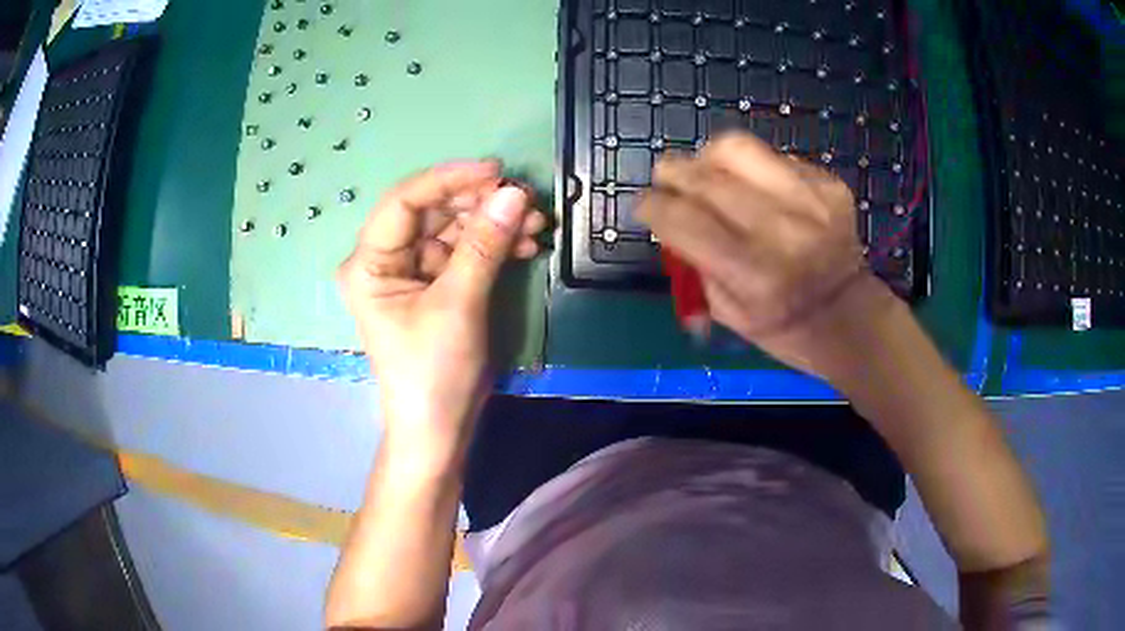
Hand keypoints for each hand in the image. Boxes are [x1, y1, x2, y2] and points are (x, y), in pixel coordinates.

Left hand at [338, 161, 544, 465]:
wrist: (440, 429)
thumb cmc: (434, 372)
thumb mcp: (458, 305)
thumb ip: (484, 245)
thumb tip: (514, 192)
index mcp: (369, 263)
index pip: (404, 202)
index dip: (449, 179)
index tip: (495, 171)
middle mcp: (385, 260)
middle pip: (433, 212)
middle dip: (481, 204)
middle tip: (526, 200)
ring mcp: (411, 272)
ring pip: (454, 229)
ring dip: (494, 224)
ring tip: (536, 223)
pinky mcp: (436, 285)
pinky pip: (465, 252)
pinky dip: (494, 246)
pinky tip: (525, 243)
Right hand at [638, 132, 896, 376]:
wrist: (850, 317)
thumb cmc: (785, 327)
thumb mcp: (729, 314)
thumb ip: (695, 263)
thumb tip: (668, 217)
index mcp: (753, 275)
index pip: (684, 221)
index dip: (652, 206)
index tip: (643, 205)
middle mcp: (782, 231)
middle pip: (706, 179)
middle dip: (672, 173)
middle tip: (664, 177)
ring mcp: (810, 201)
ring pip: (737, 150)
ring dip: (707, 157)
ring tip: (704, 171)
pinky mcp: (827, 184)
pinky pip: (773, 158)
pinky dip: (751, 168)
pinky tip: (753, 187)